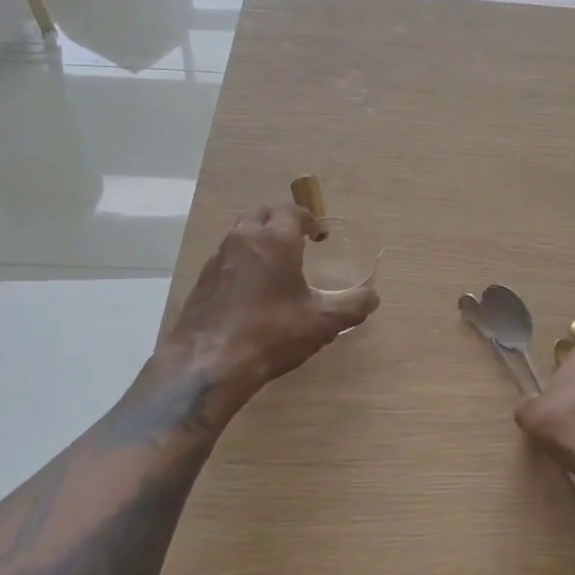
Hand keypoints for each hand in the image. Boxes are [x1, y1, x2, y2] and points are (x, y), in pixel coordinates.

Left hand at [163, 203, 378, 400]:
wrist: (208, 364)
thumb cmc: (271, 333)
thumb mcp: (321, 323)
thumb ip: (352, 306)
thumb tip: (373, 297)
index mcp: (275, 239)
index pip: (291, 211)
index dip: (307, 218)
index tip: (317, 235)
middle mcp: (243, 239)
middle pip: (262, 214)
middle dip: (280, 222)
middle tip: (296, 243)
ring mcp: (217, 258)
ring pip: (239, 234)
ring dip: (257, 240)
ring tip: (273, 265)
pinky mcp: (201, 280)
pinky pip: (225, 258)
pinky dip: (239, 263)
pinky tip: (248, 291)